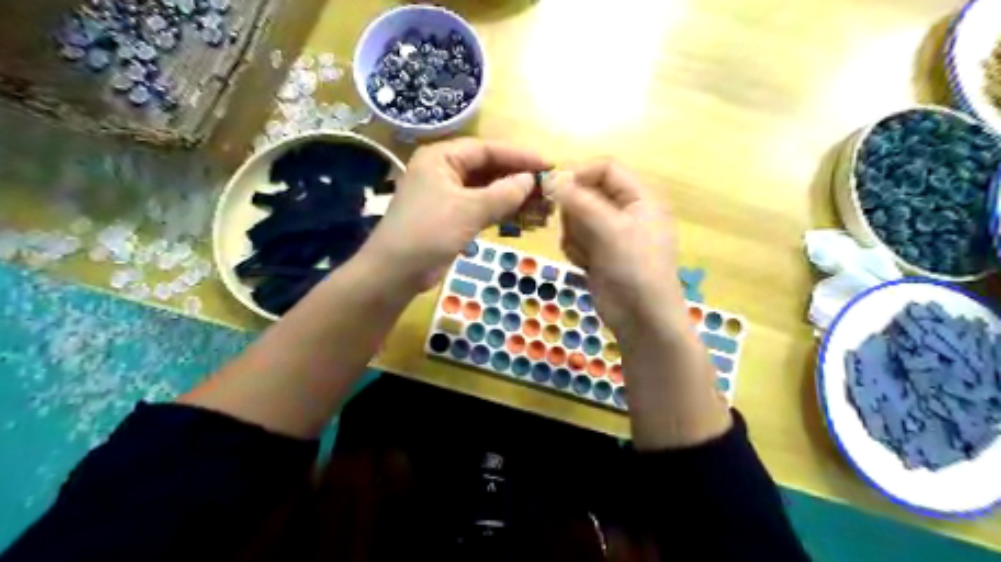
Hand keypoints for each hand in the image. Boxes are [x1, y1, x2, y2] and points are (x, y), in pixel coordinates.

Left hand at [365, 138, 550, 292]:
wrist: (396, 272)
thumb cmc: (428, 232)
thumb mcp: (468, 210)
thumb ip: (503, 194)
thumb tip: (531, 181)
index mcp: (442, 157)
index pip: (487, 149)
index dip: (520, 156)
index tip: (548, 165)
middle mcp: (445, 171)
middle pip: (489, 168)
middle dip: (518, 178)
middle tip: (548, 187)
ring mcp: (448, 195)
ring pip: (488, 190)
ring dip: (513, 197)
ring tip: (543, 204)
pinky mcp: (452, 217)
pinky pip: (482, 208)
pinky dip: (502, 212)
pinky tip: (524, 218)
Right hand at [546, 158, 728, 446]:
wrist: (641, 320)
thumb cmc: (634, 270)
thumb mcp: (610, 230)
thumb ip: (580, 201)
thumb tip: (551, 179)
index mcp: (640, 198)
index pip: (606, 168)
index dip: (580, 173)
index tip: (555, 189)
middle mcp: (625, 210)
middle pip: (586, 192)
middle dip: (576, 212)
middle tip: (580, 232)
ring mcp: (611, 233)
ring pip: (576, 216)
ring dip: (574, 234)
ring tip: (587, 254)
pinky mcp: (598, 252)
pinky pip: (575, 238)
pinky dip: (575, 250)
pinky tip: (585, 265)